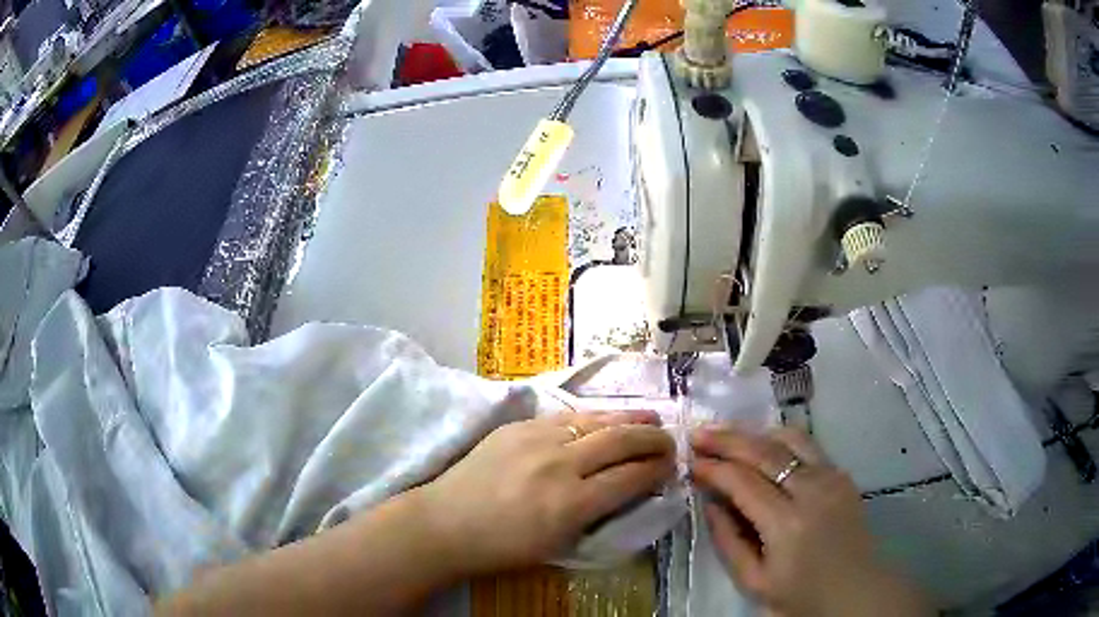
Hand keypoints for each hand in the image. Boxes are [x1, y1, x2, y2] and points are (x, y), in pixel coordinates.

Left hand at [417, 411, 676, 574]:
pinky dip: (594, 417)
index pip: (629, 478)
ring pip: (596, 421)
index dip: (656, 470)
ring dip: (629, 419)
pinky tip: (605, 418)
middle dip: (652, 439)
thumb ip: (597, 514)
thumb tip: (627, 489)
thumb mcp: (558, 543)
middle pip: (620, 441)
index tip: (671, 465)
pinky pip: (566, 417)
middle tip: (670, 439)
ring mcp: (537, 439)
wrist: (446, 523)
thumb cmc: (503, 547)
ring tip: (651, 418)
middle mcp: (560, 465)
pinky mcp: (518, 426)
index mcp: (571, 504)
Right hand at [690, 427, 930, 616]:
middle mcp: (812, 491)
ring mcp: (832, 478)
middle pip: (765, 451)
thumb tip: (710, 503)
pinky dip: (779, 440)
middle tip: (698, 433)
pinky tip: (762, 446)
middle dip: (727, 439)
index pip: (743, 483)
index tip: (690, 462)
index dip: (713, 469)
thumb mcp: (754, 582)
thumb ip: (728, 541)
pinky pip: (807, 446)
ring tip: (727, 434)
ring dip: (754, 432)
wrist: (855, 592)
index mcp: (787, 525)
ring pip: (789, 437)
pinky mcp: (842, 475)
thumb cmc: (801, 596)